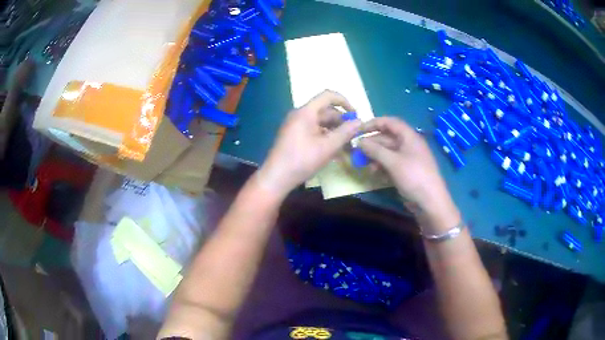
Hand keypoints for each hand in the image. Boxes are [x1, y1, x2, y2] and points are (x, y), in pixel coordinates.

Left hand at [256, 90, 361, 198]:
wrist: (276, 178)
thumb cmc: (302, 160)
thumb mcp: (327, 147)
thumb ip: (345, 132)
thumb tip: (359, 121)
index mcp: (306, 112)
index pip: (328, 96)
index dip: (344, 102)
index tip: (355, 115)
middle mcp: (300, 115)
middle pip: (325, 111)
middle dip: (341, 121)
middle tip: (354, 136)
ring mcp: (296, 125)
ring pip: (321, 123)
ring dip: (335, 131)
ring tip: (347, 146)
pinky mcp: (294, 136)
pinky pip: (314, 131)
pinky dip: (326, 137)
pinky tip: (335, 150)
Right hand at [358, 117, 459, 231]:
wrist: (430, 202)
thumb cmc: (414, 176)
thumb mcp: (393, 162)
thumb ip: (375, 150)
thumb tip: (359, 142)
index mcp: (409, 137)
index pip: (390, 122)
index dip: (374, 123)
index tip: (359, 130)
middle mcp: (408, 145)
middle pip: (387, 138)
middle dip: (372, 144)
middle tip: (357, 151)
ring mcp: (408, 159)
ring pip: (387, 152)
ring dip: (375, 157)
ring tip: (365, 165)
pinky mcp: (406, 172)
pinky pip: (391, 164)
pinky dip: (381, 166)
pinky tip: (374, 174)